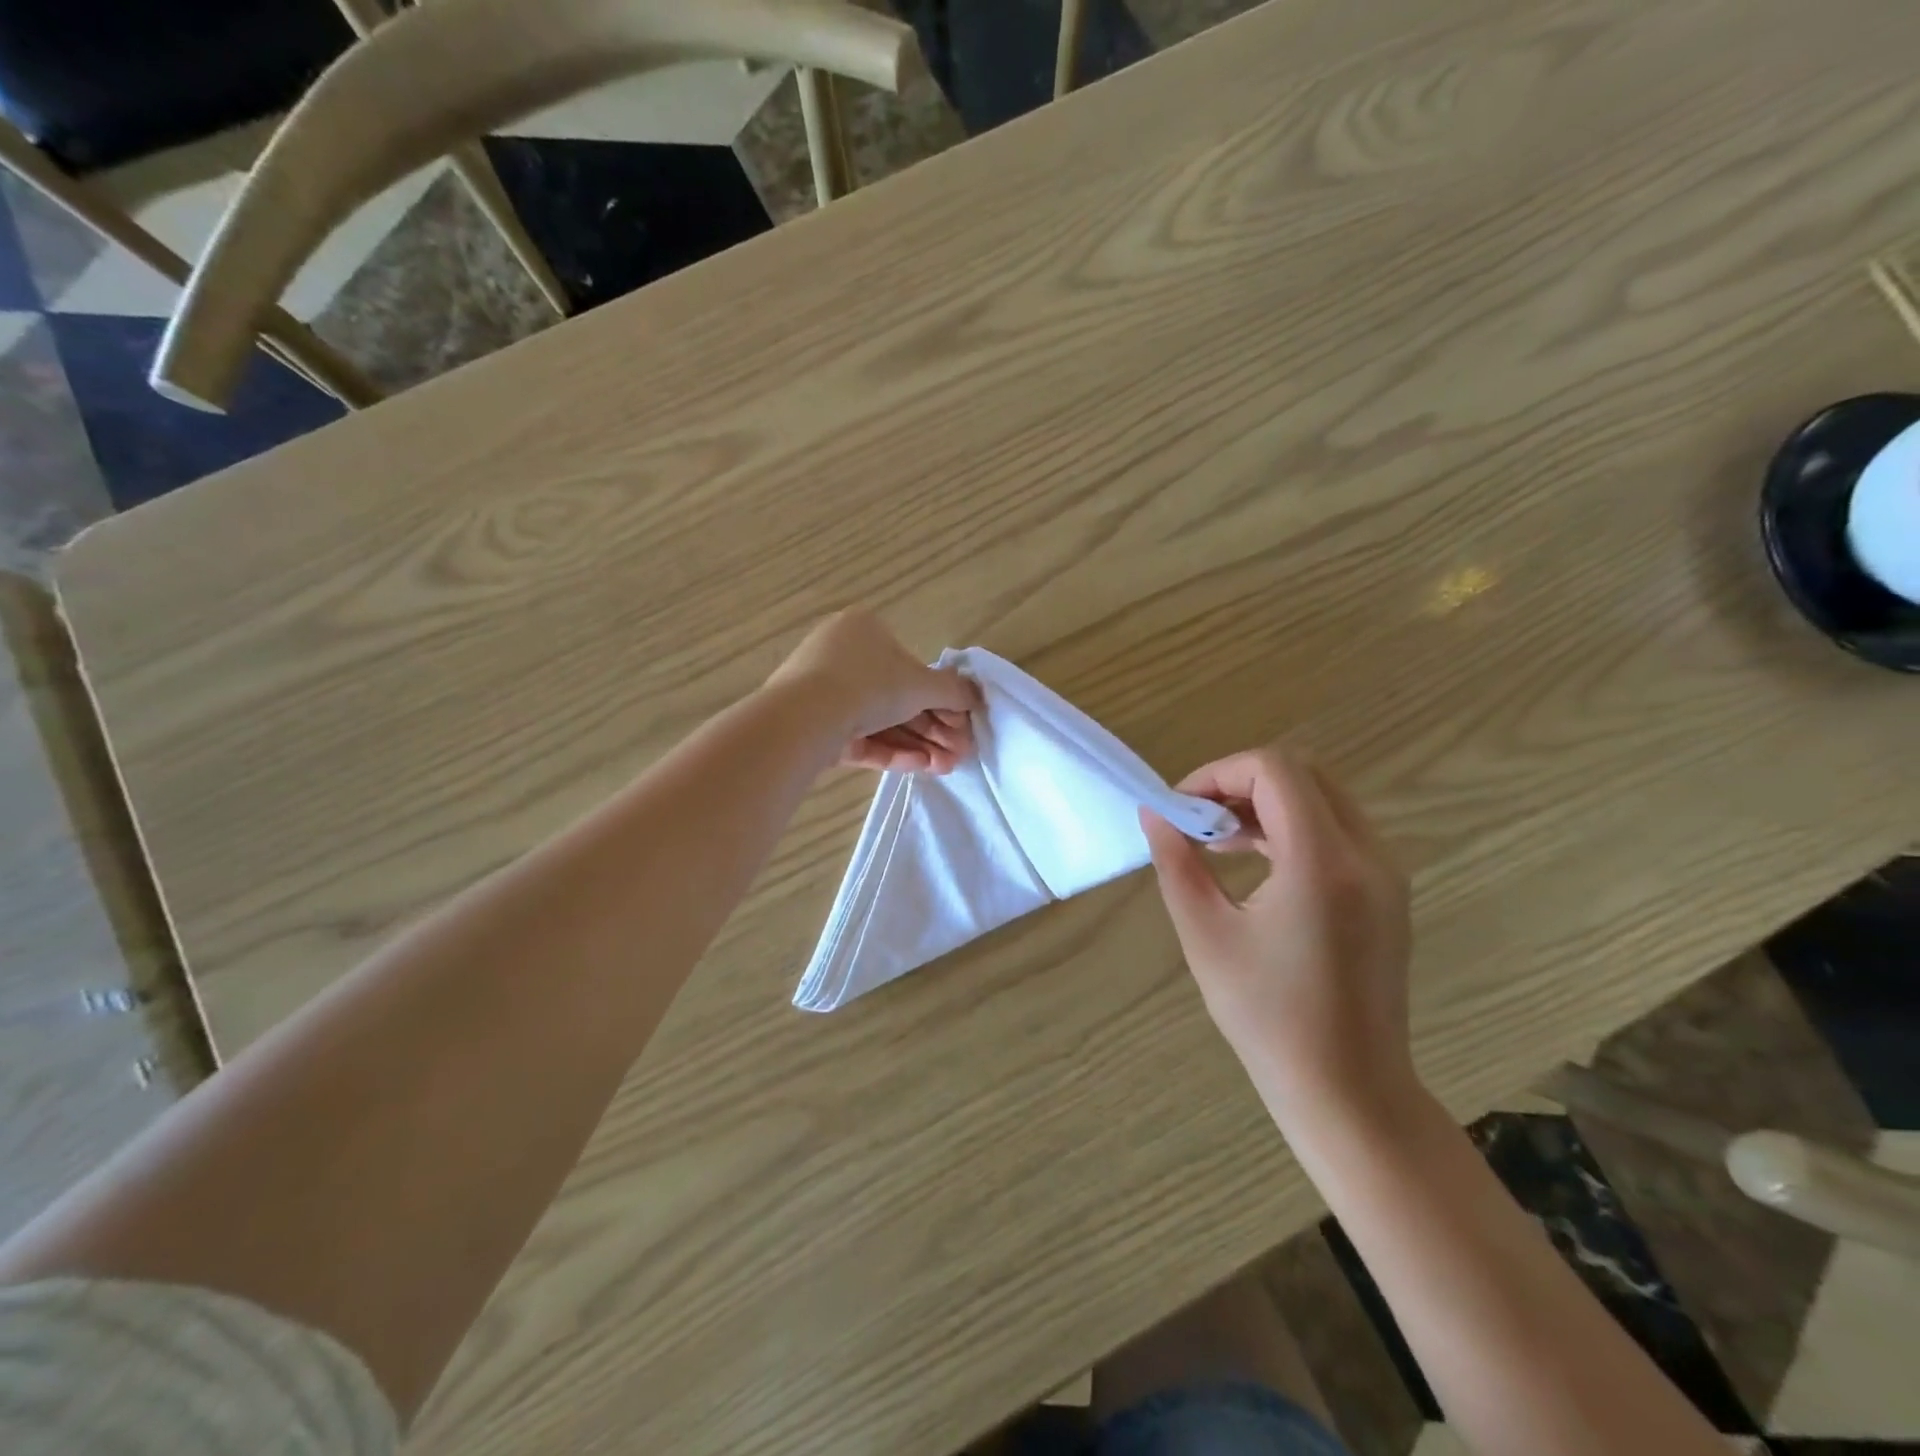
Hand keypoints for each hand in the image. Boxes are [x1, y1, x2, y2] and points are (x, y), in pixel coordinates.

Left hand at [767, 608, 982, 772]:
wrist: (804, 718)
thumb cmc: (868, 684)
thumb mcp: (921, 684)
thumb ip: (954, 690)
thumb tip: (977, 695)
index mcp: (864, 630)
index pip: (911, 666)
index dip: (942, 698)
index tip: (962, 724)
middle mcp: (842, 657)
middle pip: (898, 697)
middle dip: (934, 728)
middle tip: (960, 752)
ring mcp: (824, 694)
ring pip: (881, 722)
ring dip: (918, 744)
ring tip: (945, 768)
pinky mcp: (816, 728)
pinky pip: (861, 737)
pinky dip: (891, 751)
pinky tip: (921, 767)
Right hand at [1140, 743, 1413, 1113]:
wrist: (1349, 1090)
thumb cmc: (1268, 1018)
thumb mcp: (1206, 935)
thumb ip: (1177, 863)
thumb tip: (1154, 814)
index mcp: (1322, 862)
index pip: (1274, 770)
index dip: (1218, 773)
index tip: (1181, 808)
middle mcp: (1367, 854)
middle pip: (1303, 772)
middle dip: (1240, 781)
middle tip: (1198, 817)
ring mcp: (1385, 872)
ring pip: (1321, 797)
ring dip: (1265, 803)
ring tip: (1217, 841)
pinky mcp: (1387, 891)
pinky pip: (1336, 829)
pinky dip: (1291, 826)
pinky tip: (1254, 861)